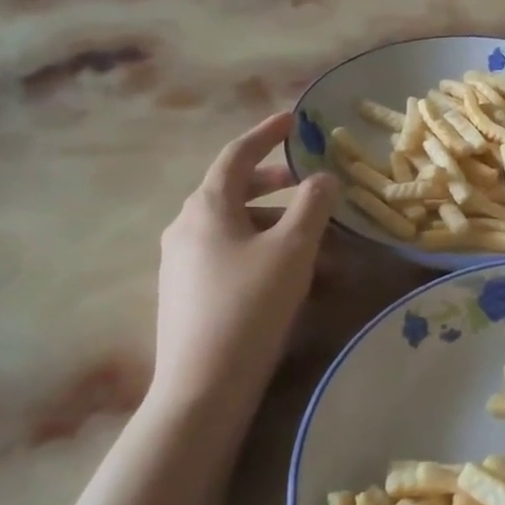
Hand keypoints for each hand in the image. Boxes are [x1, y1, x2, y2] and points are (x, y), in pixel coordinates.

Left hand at [149, 113, 338, 412]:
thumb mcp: (293, 249)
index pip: (237, 154)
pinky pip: (228, 254)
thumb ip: (312, 205)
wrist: (203, 384)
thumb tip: (323, 178)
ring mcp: (182, 260)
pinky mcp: (186, 291)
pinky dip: (261, 249)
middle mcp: (186, 226)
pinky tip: (288, 274)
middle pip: (234, 190)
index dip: (266, 134)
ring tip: (314, 240)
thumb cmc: (251, 305)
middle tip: (310, 184)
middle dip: (276, 183)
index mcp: (207, 206)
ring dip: (275, 223)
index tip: (292, 121)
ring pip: (235, 226)